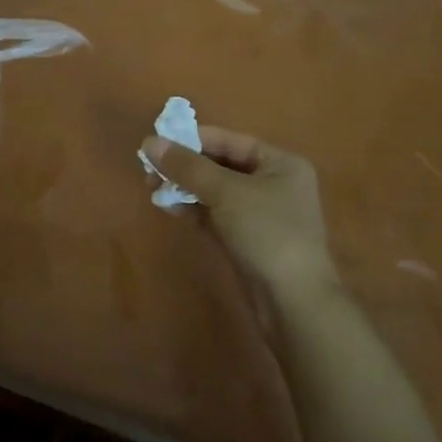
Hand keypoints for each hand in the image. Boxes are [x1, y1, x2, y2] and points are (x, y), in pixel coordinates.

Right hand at [140, 124, 345, 334]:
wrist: (293, 301)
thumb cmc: (266, 232)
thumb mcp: (225, 192)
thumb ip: (187, 166)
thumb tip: (149, 142)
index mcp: (280, 163)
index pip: (229, 141)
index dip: (192, 139)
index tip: (155, 143)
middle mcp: (273, 183)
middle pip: (220, 165)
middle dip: (185, 166)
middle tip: (149, 169)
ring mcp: (260, 214)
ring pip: (215, 191)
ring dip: (185, 187)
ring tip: (152, 188)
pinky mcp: (247, 239)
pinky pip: (215, 215)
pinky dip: (193, 209)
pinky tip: (169, 207)